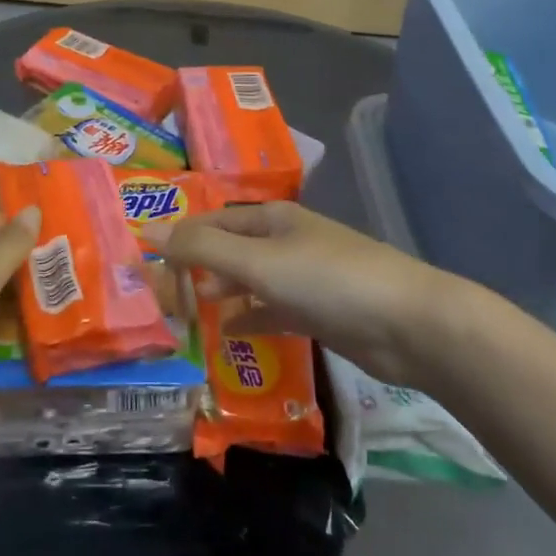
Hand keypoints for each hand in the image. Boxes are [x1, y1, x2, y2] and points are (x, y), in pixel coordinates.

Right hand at [148, 201, 444, 386]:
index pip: (210, 223)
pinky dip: (249, 319)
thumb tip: (147, 232)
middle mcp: (283, 242)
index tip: (147, 269)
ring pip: (248, 282)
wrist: (409, 324)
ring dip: (219, 295)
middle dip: (195, 270)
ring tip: (187, 317)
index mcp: (269, 219)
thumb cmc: (327, 280)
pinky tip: (229, 336)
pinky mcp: (317, 311)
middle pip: (228, 251)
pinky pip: (271, 311)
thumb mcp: (257, 262)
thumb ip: (202, 251)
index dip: (178, 241)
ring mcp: (302, 277)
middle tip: (162, 300)